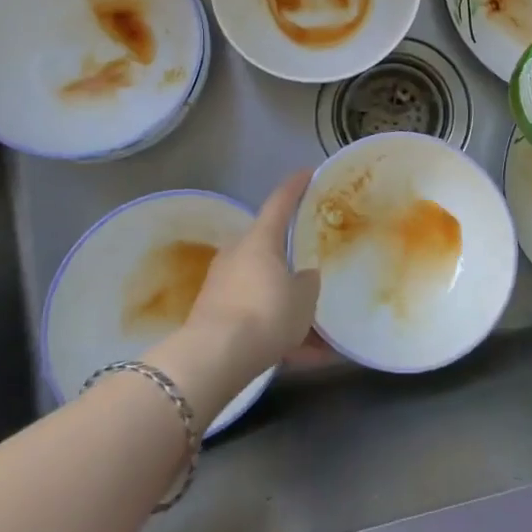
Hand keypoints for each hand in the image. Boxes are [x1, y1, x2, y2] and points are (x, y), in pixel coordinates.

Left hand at [180, 171, 319, 386]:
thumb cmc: (265, 313)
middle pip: (268, 248)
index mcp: (260, 240)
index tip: (307, 172)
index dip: (296, 186)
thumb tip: (304, 276)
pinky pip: (255, 318)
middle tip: (313, 263)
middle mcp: (237, 255)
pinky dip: (277, 333)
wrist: (214, 359)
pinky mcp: (214, 318)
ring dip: (287, 305)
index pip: (280, 202)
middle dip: (290, 258)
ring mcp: (222, 286)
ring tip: (318, 334)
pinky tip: (304, 358)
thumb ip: (308, 282)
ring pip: (263, 288)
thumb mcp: (303, 298)